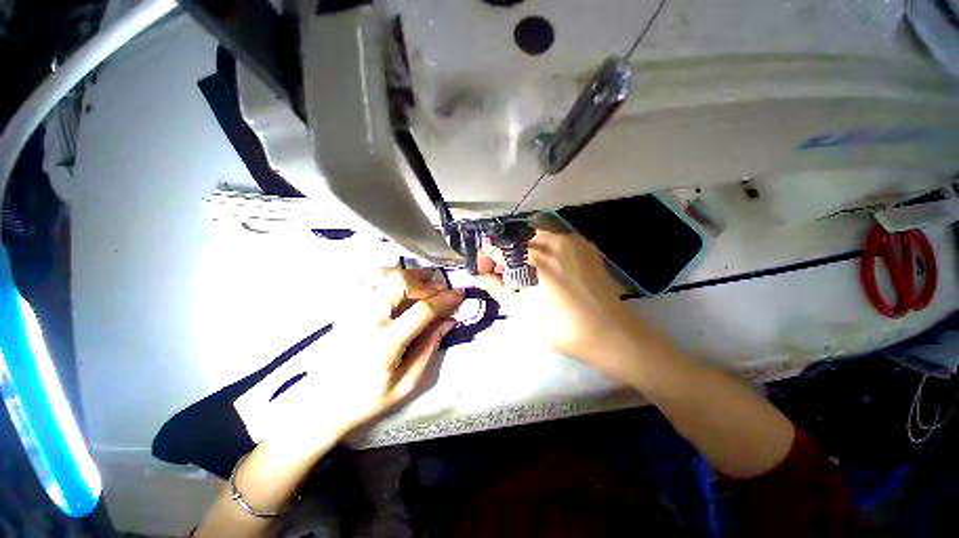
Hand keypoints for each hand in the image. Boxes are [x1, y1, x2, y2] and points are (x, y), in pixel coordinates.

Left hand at [264, 268, 463, 450]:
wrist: (321, 404)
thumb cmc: (367, 400)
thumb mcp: (407, 384)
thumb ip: (430, 348)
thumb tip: (449, 320)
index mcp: (384, 344)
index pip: (421, 311)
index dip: (445, 299)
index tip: (460, 293)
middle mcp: (366, 320)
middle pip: (399, 282)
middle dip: (426, 281)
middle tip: (440, 289)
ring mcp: (353, 310)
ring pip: (384, 275)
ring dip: (410, 276)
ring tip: (425, 285)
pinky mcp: (347, 308)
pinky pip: (373, 281)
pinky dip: (394, 278)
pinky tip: (404, 289)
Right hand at [477, 230, 650, 369]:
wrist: (608, 333)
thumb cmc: (559, 327)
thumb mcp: (520, 311)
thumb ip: (496, 288)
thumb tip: (479, 277)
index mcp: (530, 258)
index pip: (496, 246)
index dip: (485, 257)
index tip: (485, 271)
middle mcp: (549, 241)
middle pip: (515, 238)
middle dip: (504, 254)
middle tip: (505, 274)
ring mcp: (570, 240)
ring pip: (535, 236)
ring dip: (523, 250)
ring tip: (527, 271)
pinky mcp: (584, 245)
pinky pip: (555, 239)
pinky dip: (544, 249)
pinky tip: (548, 268)